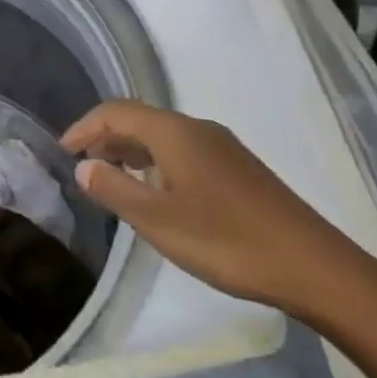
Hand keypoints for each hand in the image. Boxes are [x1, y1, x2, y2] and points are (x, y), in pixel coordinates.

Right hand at [62, 99, 376, 319]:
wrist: (313, 265)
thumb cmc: (226, 240)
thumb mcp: (158, 220)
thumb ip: (115, 189)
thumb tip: (83, 166)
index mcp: (174, 132)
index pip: (116, 111)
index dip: (85, 126)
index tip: (63, 151)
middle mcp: (197, 128)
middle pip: (140, 119)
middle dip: (106, 138)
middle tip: (82, 165)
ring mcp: (222, 147)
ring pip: (163, 137)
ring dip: (131, 151)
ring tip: (112, 177)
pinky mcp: (239, 169)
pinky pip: (183, 152)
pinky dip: (157, 162)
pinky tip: (158, 192)